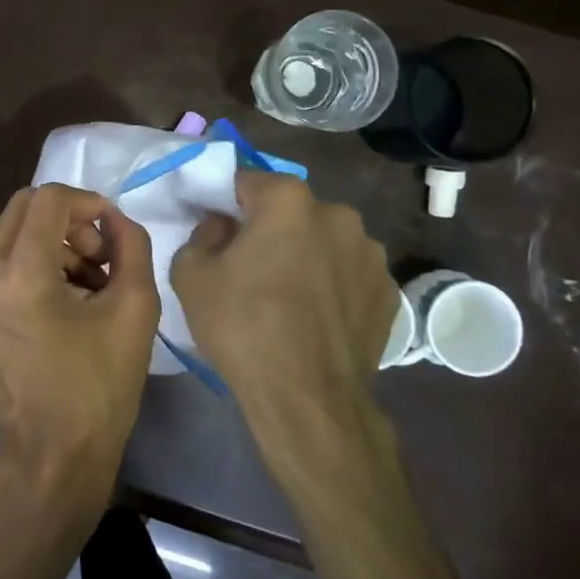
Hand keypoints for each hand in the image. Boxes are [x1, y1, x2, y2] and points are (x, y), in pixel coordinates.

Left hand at [0, 185, 159, 505]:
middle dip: (68, 219)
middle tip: (101, 255)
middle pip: (24, 207)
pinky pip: (3, 259)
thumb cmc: (99, 387)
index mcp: (19, 274)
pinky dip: (36, 261)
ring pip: (13, 231)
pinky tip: (66, 297)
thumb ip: (131, 245)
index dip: (87, 201)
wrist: (52, 454)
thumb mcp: (135, 309)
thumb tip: (114, 218)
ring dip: (54, 241)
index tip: (113, 229)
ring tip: (90, 283)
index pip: (48, 199)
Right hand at [172, 172, 396, 472]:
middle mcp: (338, 215)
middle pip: (291, 210)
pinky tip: (314, 317)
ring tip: (287, 296)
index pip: (247, 181)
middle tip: (249, 265)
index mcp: (288, 200)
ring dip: (306, 255)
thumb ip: (201, 233)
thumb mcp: (190, 274)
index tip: (216, 227)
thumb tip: (223, 225)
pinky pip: (348, 275)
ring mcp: (370, 254)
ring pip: (324, 241)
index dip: (226, 202)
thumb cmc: (242, 326)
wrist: (307, 398)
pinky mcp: (389, 292)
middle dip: (270, 228)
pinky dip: (332, 285)